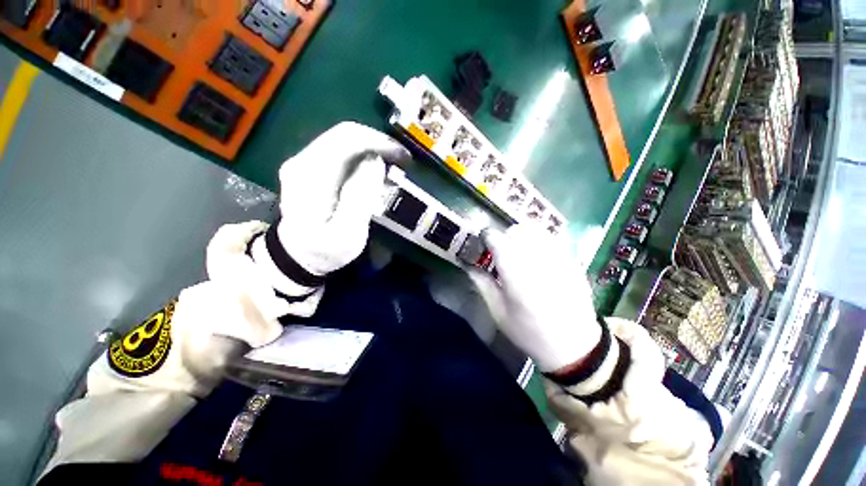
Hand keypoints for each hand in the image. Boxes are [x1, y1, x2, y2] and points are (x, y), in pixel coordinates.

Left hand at [276, 121, 410, 274]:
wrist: (298, 255)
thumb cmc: (326, 250)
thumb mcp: (347, 234)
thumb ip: (360, 197)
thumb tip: (375, 162)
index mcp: (311, 176)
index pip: (347, 140)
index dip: (379, 142)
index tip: (403, 156)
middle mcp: (303, 161)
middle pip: (345, 135)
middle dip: (378, 143)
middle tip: (402, 160)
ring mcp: (304, 162)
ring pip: (344, 140)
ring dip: (372, 149)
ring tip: (392, 166)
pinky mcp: (310, 167)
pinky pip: (341, 151)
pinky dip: (362, 156)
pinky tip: (374, 170)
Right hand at [469, 224, 600, 372]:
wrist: (575, 346)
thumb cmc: (530, 332)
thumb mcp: (499, 312)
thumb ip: (483, 284)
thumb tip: (469, 265)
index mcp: (515, 275)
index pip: (497, 239)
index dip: (487, 236)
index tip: (483, 242)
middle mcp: (537, 260)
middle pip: (517, 230)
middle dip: (504, 236)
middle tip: (501, 251)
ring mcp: (558, 258)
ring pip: (536, 230)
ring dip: (522, 235)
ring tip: (519, 251)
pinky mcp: (572, 261)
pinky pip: (552, 238)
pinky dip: (539, 241)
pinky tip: (538, 256)